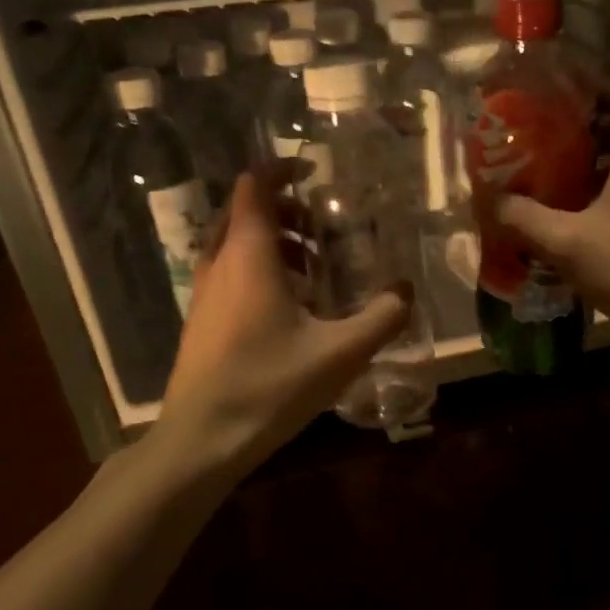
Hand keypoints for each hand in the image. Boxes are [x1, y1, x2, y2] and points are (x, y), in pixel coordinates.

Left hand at [161, 167, 406, 468]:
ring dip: (274, 244)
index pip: (254, 187)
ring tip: (315, 270)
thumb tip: (407, 290)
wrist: (202, 439)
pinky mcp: (202, 321)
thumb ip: (383, 317)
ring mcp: (205, 294)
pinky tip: (291, 309)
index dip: (280, 170)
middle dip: (285, 211)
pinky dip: (260, 271)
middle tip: (324, 228)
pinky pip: (230, 274)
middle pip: (245, 214)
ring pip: (235, 246)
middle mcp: (220, 264)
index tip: (314, 171)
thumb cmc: (270, 386)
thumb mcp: (340, 353)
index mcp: (249, 257)